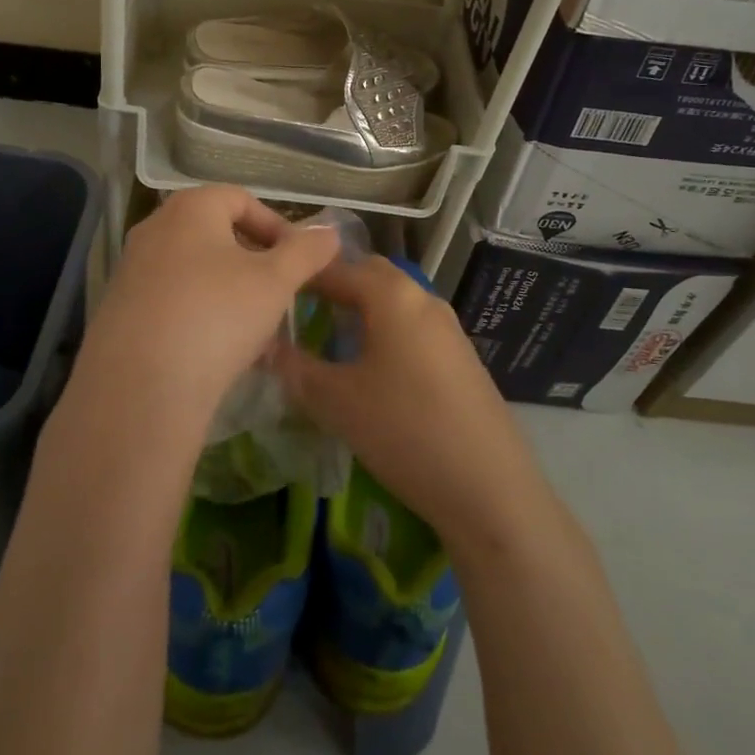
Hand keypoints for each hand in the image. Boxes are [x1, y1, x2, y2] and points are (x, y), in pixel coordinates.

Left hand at [70, 186, 340, 426]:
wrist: (140, 388)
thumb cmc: (217, 316)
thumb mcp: (276, 281)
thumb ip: (306, 251)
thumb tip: (328, 231)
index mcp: (190, 208)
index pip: (242, 199)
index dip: (277, 226)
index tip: (299, 261)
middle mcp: (154, 229)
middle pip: (217, 234)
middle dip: (255, 262)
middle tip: (280, 293)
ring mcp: (131, 270)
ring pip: (196, 271)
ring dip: (231, 292)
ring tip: (256, 330)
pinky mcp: (120, 311)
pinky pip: (173, 301)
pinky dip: (201, 315)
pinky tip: (220, 352)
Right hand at [269, 256, 544, 550]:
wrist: (489, 485)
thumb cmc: (404, 430)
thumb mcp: (337, 401)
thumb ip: (296, 368)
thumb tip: (265, 346)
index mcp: (392, 295)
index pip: (337, 269)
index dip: (302, 277)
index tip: (272, 290)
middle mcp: (423, 298)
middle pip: (371, 275)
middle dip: (335, 284)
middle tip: (300, 307)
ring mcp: (448, 327)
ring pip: (395, 301)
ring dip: (362, 308)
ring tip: (329, 335)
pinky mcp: (461, 356)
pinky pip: (413, 326)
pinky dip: (385, 329)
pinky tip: (370, 365)